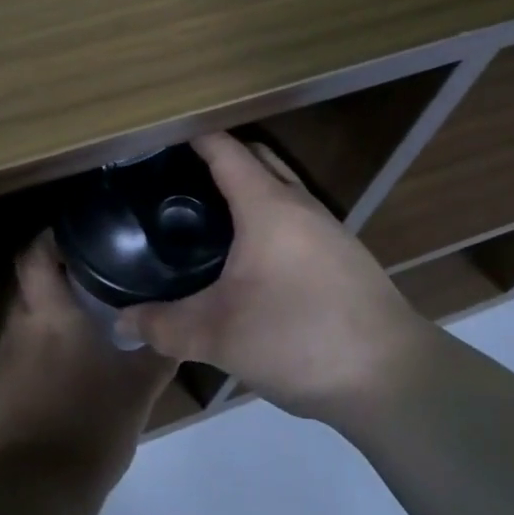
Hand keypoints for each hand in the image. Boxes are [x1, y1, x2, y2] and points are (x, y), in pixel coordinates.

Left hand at [0, 234, 176, 501]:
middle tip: (93, 273)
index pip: (34, 253)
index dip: (50, 236)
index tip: (78, 233)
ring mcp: (4, 357)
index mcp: (49, 313)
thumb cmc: (91, 424)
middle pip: (28, 281)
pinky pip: (20, 348)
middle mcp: (19, 325)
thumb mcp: (139, 388)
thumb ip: (159, 350)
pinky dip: (40, 343)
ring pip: (24, 316)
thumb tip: (180, 324)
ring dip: (47, 310)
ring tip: (84, 315)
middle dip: (55, 273)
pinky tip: (66, 360)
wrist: (36, 490)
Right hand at [116, 133, 424, 422]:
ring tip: (206, 213)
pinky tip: (250, 257)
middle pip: (256, 158)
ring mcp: (328, 229)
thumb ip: (164, 326)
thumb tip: (121, 323)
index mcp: (267, 205)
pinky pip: (296, 217)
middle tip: (176, 177)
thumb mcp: (219, 335)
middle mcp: (300, 204)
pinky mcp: (343, 256)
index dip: (191, 136)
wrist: (392, 378)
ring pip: (280, 187)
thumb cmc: (299, 338)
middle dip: (219, 156)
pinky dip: (267, 216)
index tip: (157, 137)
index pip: (224, 149)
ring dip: (247, 187)